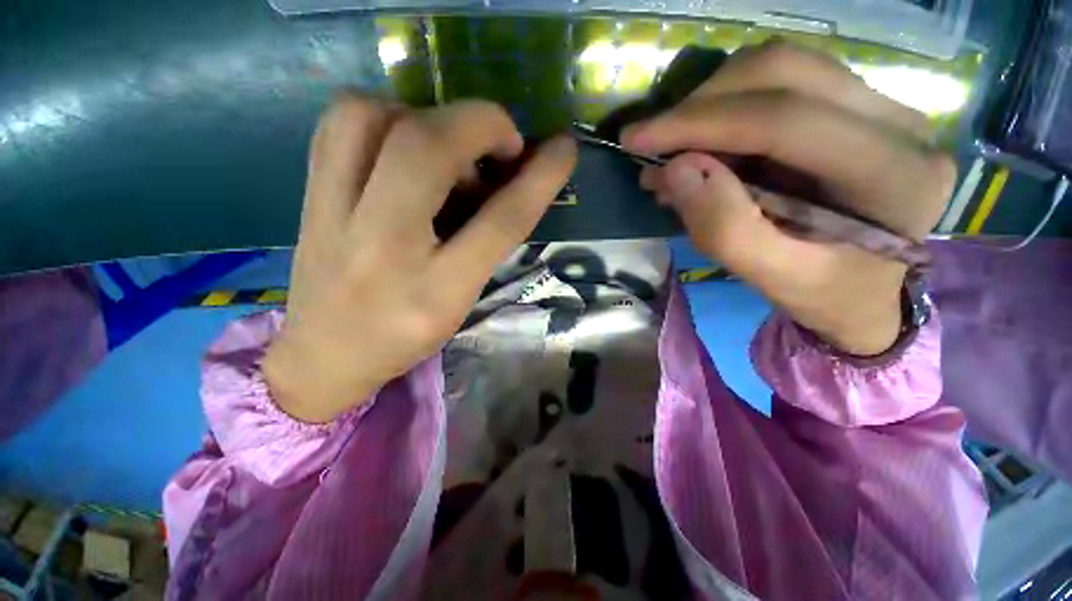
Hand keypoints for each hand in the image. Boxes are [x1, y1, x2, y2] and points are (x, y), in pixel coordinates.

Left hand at [263, 95, 576, 422]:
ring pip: (372, 115)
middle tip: (499, 143)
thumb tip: (509, 180)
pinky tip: (401, 145)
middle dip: (480, 124)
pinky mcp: (309, 193)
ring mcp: (332, 213)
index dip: (539, 177)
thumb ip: (489, 243)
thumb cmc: (406, 334)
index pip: (500, 220)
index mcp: (435, 288)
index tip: (563, 148)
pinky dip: (382, 114)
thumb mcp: (462, 299)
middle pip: (428, 147)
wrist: (325, 353)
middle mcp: (382, 245)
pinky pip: (340, 122)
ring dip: (425, 115)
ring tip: (445, 147)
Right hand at [623, 40, 953, 354]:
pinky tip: (705, 144)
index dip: (699, 123)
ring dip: (713, 102)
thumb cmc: (824, 294)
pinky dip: (730, 106)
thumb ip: (724, 229)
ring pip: (782, 67)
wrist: (866, 291)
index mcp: (894, 177)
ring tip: (675, 147)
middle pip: (784, 72)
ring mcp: (885, 106)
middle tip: (653, 143)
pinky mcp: (861, 106)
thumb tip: (673, 170)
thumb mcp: (770, 278)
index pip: (785, 120)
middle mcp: (901, 124)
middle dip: (701, 104)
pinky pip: (785, 83)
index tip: (637, 139)